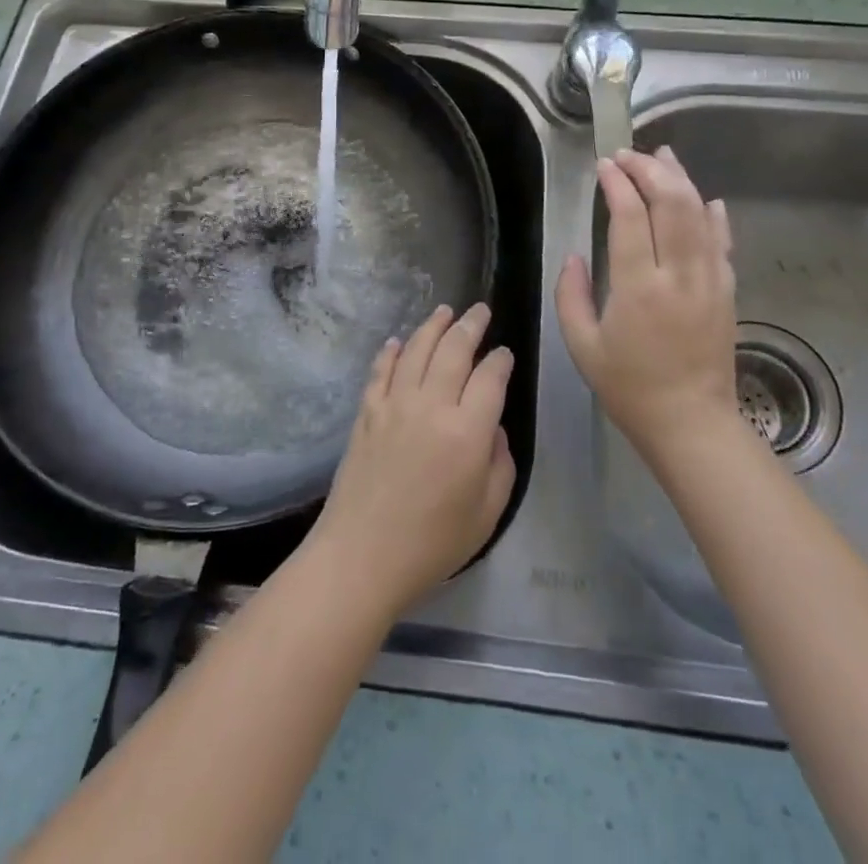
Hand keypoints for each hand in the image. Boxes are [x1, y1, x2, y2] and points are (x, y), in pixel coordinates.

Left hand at [305, 303, 515, 618]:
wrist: (362, 556)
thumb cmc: (432, 543)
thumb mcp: (487, 513)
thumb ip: (500, 463)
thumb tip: (493, 428)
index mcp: (468, 431)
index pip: (491, 378)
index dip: (500, 360)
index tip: (505, 354)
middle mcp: (432, 405)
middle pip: (454, 350)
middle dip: (470, 326)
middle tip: (480, 311)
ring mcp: (394, 404)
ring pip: (417, 350)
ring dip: (433, 326)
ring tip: (444, 310)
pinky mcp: (367, 412)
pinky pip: (381, 370)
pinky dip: (392, 351)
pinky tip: (399, 341)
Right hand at [557, 147, 738, 455]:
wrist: (692, 423)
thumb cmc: (629, 387)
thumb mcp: (582, 346)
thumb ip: (571, 295)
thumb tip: (574, 256)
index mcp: (639, 288)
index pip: (631, 218)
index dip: (618, 184)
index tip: (604, 166)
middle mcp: (679, 275)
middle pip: (672, 204)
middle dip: (649, 170)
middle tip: (627, 155)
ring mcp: (710, 281)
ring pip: (700, 215)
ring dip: (681, 180)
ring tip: (662, 156)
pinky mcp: (727, 291)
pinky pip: (723, 243)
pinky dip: (714, 215)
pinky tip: (706, 198)